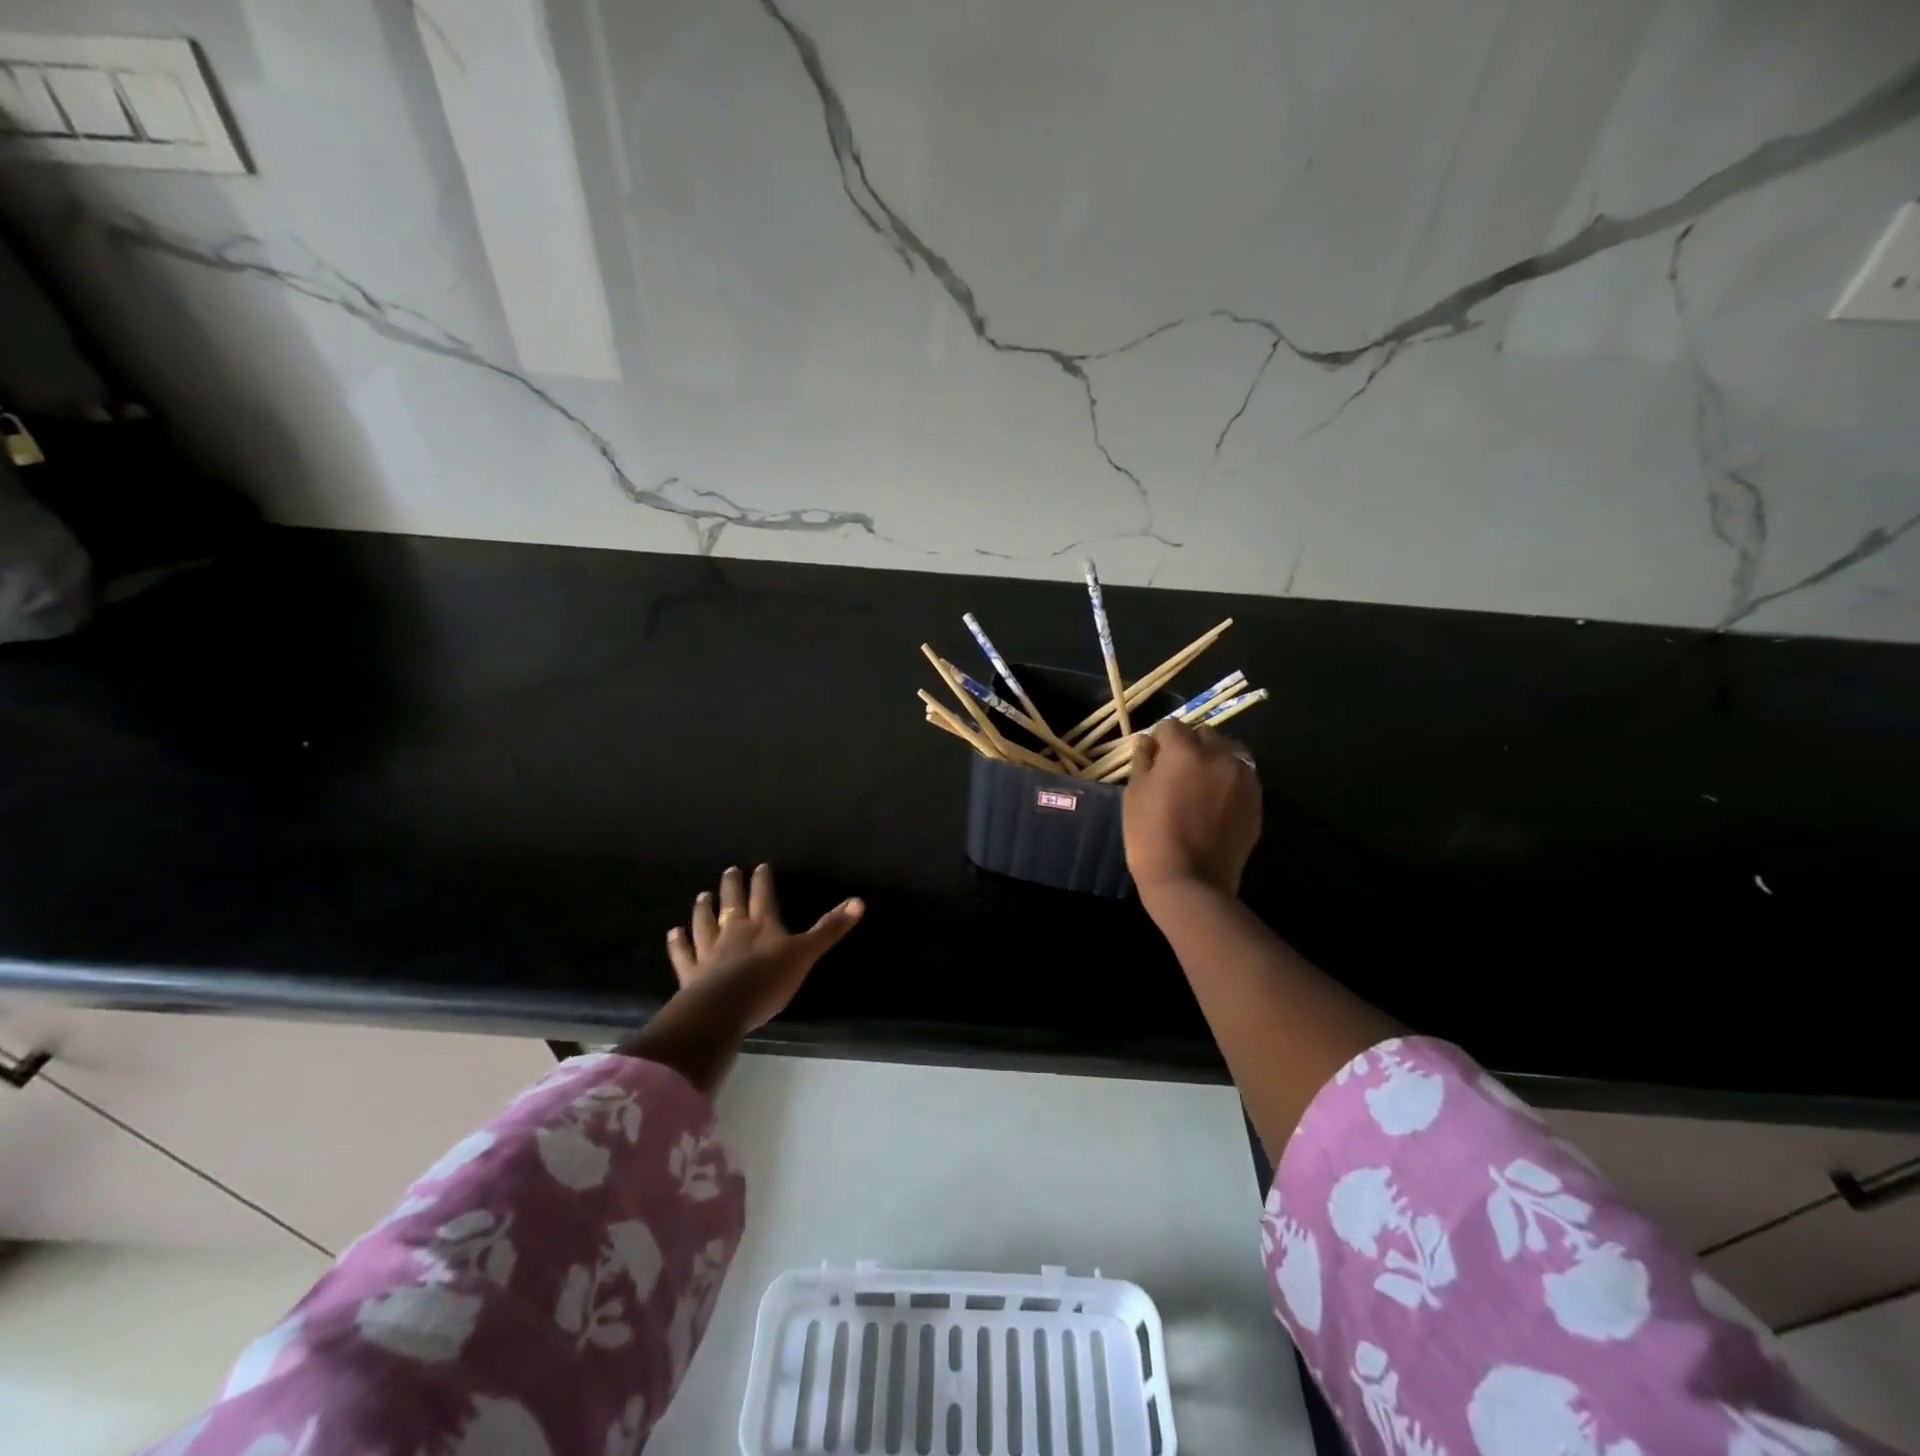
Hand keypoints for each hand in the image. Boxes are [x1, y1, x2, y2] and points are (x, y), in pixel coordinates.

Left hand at [665, 864, 863, 1032]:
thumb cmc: (768, 981)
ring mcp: (709, 952)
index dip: (762, 881)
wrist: (723, 1009)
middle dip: (732, 887)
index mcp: (762, 926)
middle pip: (732, 904)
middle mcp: (733, 932)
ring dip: (703, 909)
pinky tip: (673, 933)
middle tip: (729, 871)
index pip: (763, 896)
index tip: (760, 866)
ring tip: (702, 895)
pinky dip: (678, 943)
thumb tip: (859, 901)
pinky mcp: (691, 974)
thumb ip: (829, 929)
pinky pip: (684, 955)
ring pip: (704, 924)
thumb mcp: (805, 954)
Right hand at [1123, 719, 1261, 900]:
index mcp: (1185, 750)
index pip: (1171, 726)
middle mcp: (1219, 755)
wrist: (1190, 881)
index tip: (1152, 759)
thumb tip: (1146, 741)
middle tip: (1176, 772)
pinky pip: (1242, 777)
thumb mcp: (1135, 794)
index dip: (1159, 741)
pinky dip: (1229, 780)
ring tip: (1200, 784)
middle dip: (1189, 746)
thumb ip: (1143, 761)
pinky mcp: (1257, 800)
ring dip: (1214, 759)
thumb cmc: (1150, 836)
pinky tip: (1215, 802)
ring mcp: (1243, 778)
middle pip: (1204, 734)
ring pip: (1228, 752)